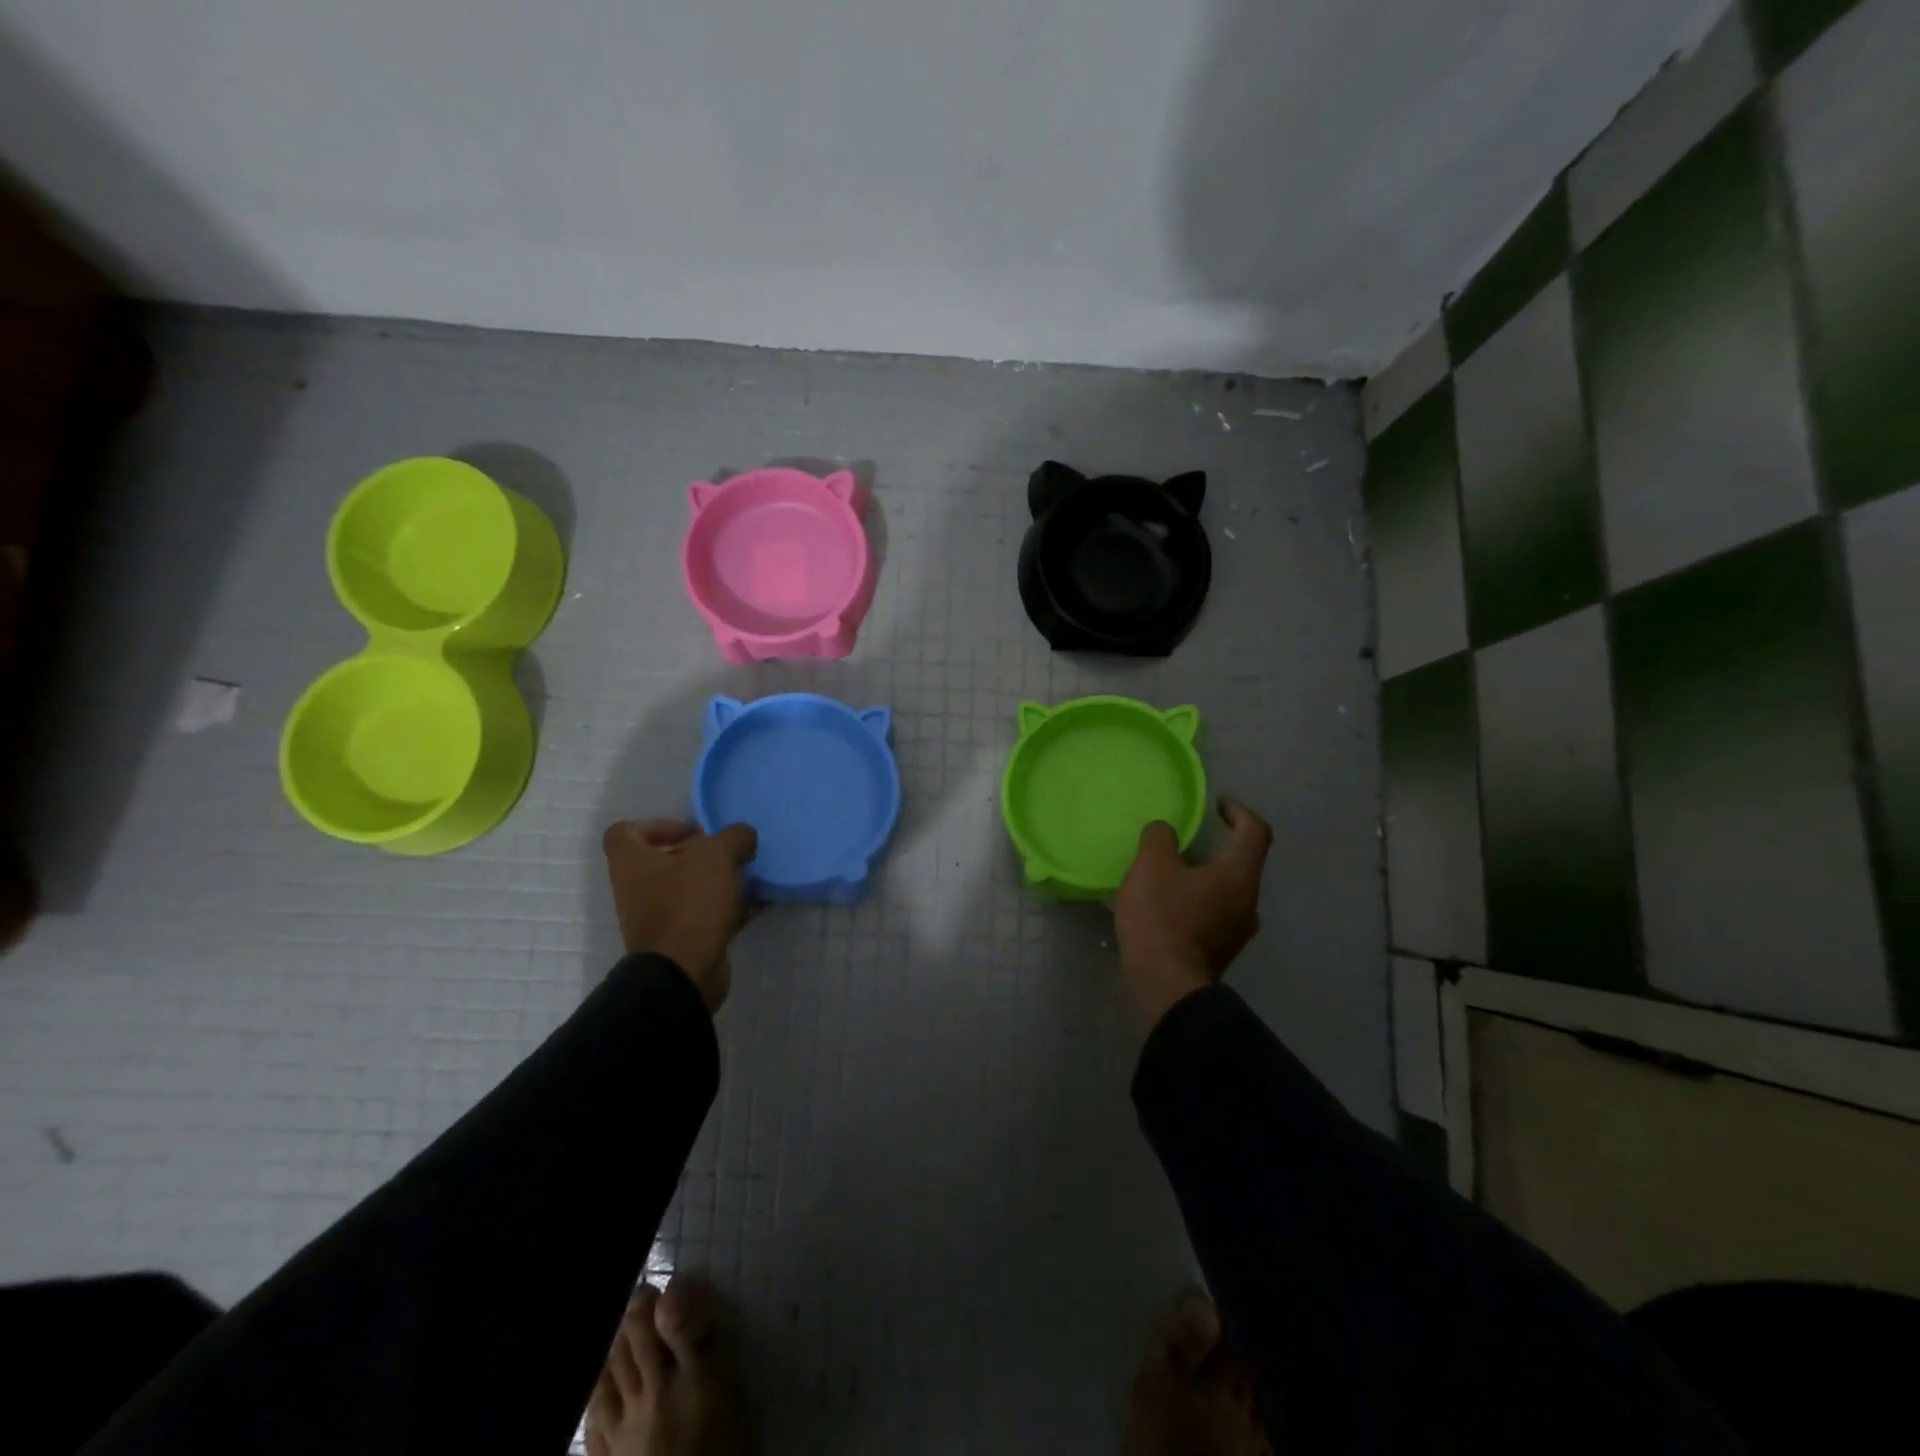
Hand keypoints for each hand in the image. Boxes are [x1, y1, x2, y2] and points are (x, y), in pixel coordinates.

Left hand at [603, 819, 757, 1013]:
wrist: (683, 972)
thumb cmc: (689, 903)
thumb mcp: (718, 856)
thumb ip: (734, 837)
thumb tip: (743, 836)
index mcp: (631, 862)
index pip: (626, 831)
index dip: (659, 825)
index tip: (693, 833)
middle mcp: (636, 888)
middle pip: (663, 860)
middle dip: (699, 855)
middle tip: (728, 854)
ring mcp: (655, 917)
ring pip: (686, 888)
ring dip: (716, 881)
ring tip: (747, 877)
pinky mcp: (678, 940)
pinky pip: (702, 914)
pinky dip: (726, 908)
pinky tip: (756, 903)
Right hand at [1112, 798, 1272, 1027]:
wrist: (1165, 986)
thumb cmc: (1162, 918)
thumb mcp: (1151, 867)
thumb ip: (1159, 838)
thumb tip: (1165, 832)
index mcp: (1238, 875)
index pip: (1255, 832)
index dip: (1239, 812)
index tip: (1218, 805)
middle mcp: (1247, 902)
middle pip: (1241, 863)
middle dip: (1217, 846)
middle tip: (1186, 839)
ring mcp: (1237, 931)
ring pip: (1227, 890)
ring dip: (1205, 876)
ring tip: (1171, 872)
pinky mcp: (1220, 951)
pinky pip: (1214, 914)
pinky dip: (1197, 901)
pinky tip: (1167, 905)